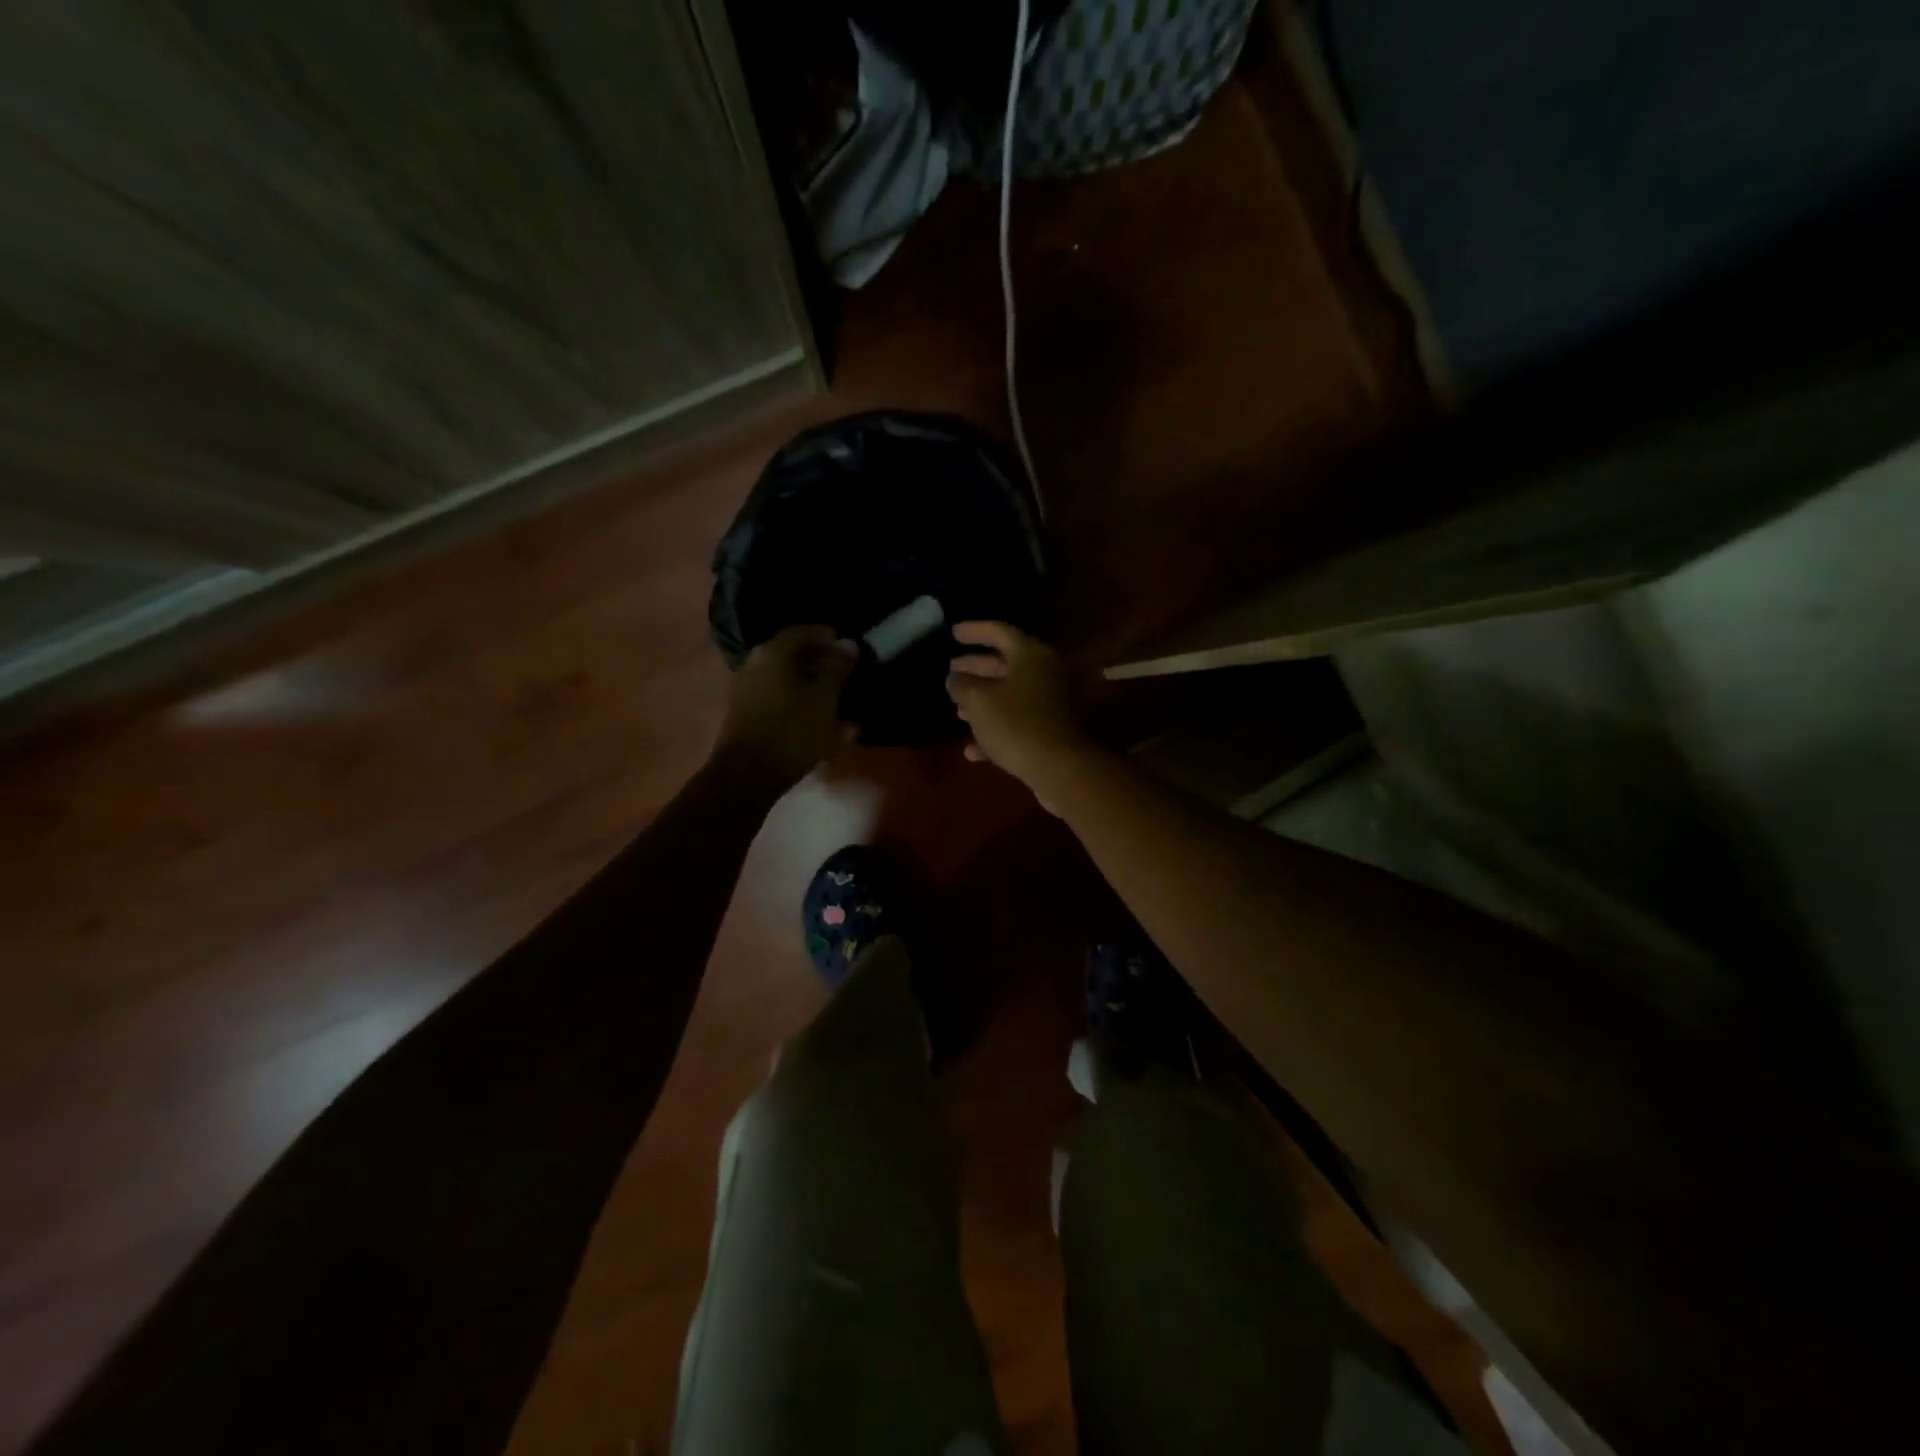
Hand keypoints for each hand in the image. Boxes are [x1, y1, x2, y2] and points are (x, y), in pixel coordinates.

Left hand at [712, 625, 858, 790]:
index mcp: (773, 653)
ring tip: (837, 702)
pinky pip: (779, 701)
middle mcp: (754, 665)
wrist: (747, 776)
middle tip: (845, 674)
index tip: (848, 647)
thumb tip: (848, 643)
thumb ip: (837, 668)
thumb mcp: (824, 698)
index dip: (827, 636)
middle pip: (792, 656)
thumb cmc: (792, 731)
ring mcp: (747, 691)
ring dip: (812, 687)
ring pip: (787, 681)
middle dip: (821, 663)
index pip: (802, 631)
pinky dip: (800, 705)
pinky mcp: (746, 716)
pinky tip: (820, 724)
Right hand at [945, 622, 1090, 805]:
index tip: (952, 632)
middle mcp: (1045, 673)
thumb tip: (954, 677)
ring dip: (984, 699)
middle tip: (951, 668)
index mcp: (1031, 655)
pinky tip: (972, 749)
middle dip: (976, 667)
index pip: (1000, 631)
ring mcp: (1051, 703)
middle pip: (1006, 663)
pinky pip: (1018, 722)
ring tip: (957, 707)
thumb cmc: (1015, 724)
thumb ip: (961, 684)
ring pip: (1011, 694)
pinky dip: (996, 729)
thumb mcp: (978, 701)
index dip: (974, 630)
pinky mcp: (1051, 730)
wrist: (1058, 768)